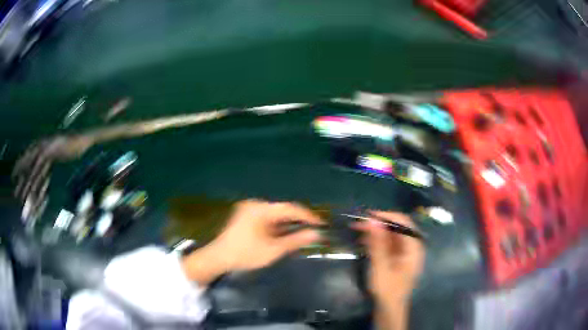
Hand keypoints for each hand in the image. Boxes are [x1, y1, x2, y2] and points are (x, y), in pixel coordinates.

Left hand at [182, 199, 322, 285]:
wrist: (218, 258)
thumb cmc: (245, 254)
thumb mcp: (273, 250)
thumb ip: (296, 240)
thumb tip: (316, 234)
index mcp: (261, 209)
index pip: (290, 208)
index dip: (308, 215)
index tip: (322, 223)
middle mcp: (255, 205)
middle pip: (283, 210)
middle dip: (299, 219)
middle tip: (314, 229)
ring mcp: (249, 210)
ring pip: (275, 214)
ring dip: (288, 223)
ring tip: (303, 232)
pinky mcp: (246, 216)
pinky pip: (267, 218)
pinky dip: (278, 226)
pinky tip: (285, 233)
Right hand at [354, 211, 424, 329]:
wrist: (389, 309)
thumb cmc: (387, 290)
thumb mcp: (381, 267)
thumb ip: (378, 244)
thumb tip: (373, 220)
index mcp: (413, 248)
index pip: (404, 222)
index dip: (387, 216)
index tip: (368, 216)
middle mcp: (411, 247)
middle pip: (398, 227)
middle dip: (379, 222)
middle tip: (360, 223)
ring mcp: (404, 252)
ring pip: (391, 234)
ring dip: (376, 230)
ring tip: (358, 229)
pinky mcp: (396, 258)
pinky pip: (387, 243)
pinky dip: (376, 240)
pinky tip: (364, 240)